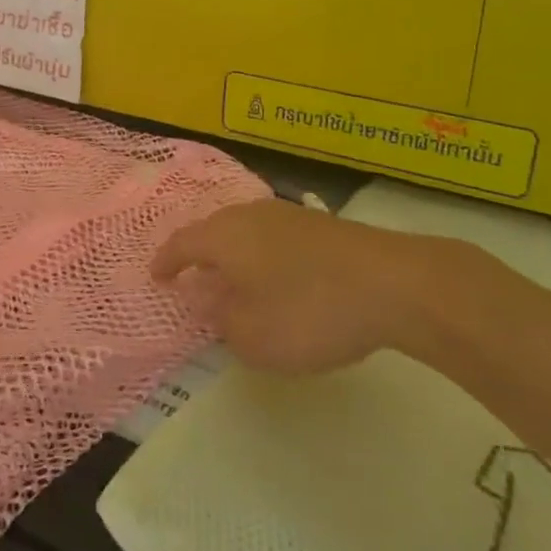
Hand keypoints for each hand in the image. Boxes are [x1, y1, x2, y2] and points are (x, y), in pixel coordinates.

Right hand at [152, 199, 453, 374]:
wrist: (393, 283)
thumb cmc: (309, 310)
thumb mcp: (253, 336)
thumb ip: (222, 321)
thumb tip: (208, 302)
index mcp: (223, 236)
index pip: (181, 244)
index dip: (166, 262)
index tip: (156, 277)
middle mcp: (248, 215)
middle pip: (212, 231)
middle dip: (199, 254)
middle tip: (192, 276)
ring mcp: (286, 215)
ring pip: (244, 231)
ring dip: (233, 254)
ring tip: (233, 278)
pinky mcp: (319, 225)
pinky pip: (273, 237)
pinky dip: (263, 256)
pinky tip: (277, 277)